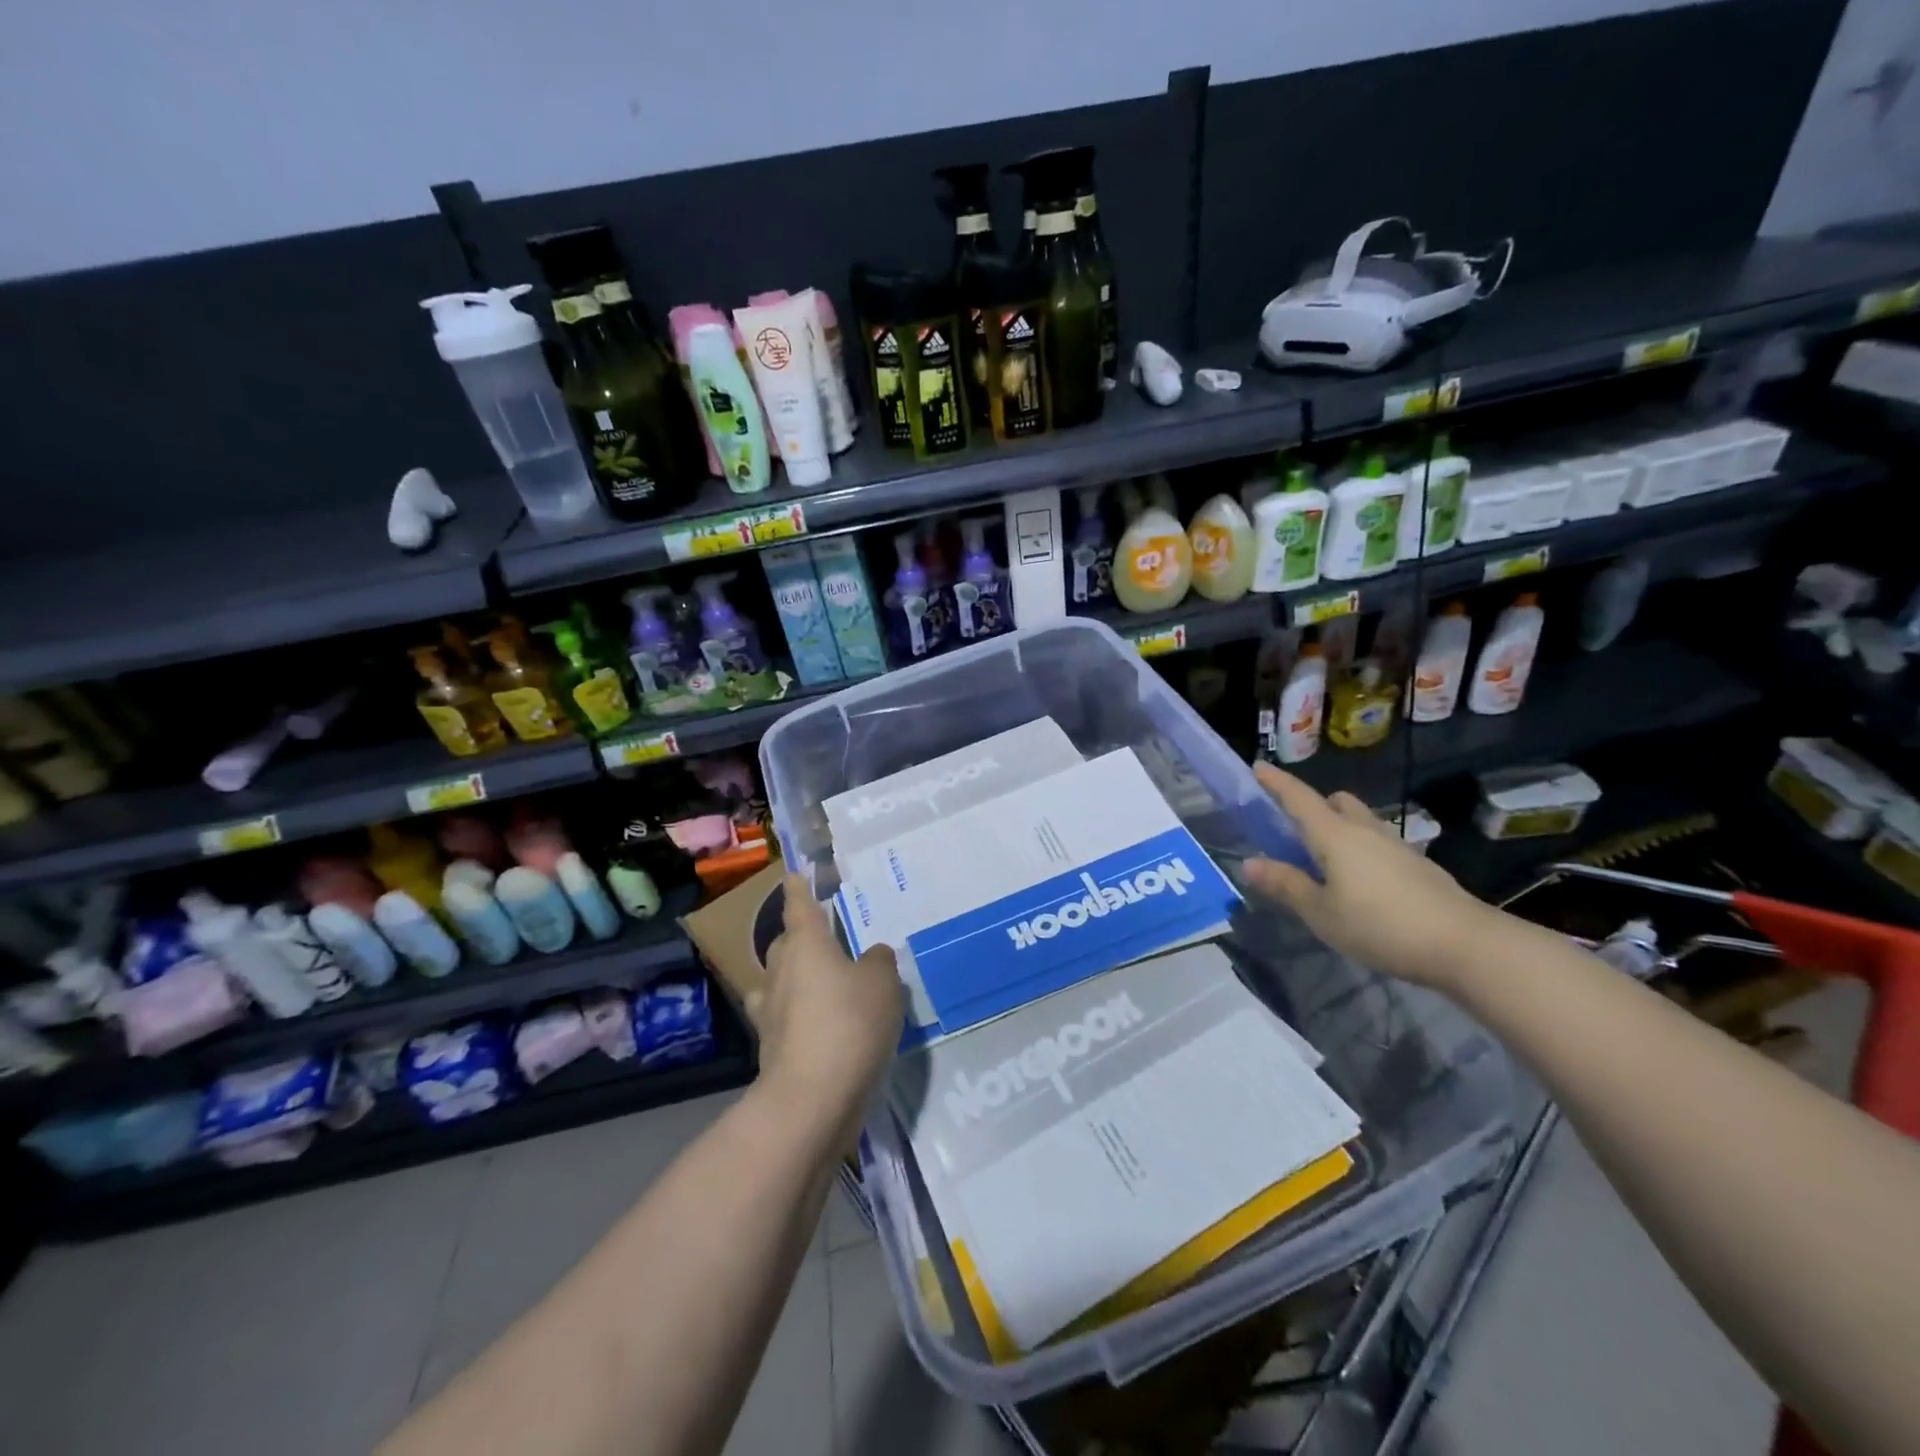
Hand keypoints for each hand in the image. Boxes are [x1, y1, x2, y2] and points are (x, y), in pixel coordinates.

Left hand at [748, 875, 903, 1130]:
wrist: (811, 1098)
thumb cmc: (849, 1023)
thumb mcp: (882, 984)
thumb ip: (879, 962)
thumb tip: (872, 956)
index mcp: (805, 944)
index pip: (798, 904)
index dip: (799, 887)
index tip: (794, 873)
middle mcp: (781, 970)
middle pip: (787, 943)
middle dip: (802, 937)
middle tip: (829, 939)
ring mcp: (771, 1010)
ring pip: (782, 980)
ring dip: (798, 977)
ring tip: (825, 983)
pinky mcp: (772, 1046)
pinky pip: (786, 1017)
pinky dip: (800, 1016)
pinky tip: (822, 1025)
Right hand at [1244, 763, 1493, 992]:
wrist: (1465, 944)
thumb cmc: (1380, 925)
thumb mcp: (1321, 912)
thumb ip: (1286, 885)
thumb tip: (1249, 863)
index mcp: (1334, 835)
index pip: (1298, 798)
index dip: (1276, 782)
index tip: (1258, 766)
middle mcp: (1365, 830)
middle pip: (1336, 802)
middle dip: (1314, 806)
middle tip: (1295, 831)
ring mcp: (1396, 846)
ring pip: (1360, 822)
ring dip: (1339, 830)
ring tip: (1326, 864)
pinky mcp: (1418, 866)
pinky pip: (1378, 845)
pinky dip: (1361, 851)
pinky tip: (1360, 885)